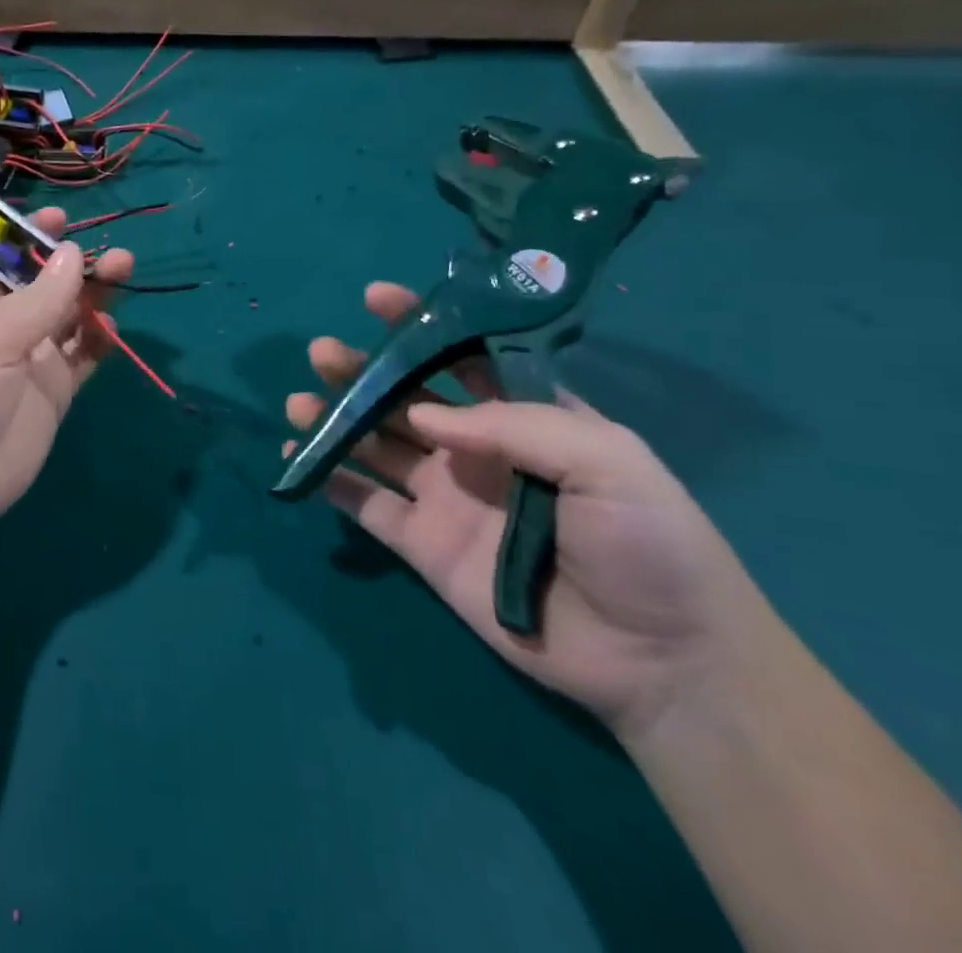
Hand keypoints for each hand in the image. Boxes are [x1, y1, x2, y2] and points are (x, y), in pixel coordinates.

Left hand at [0, 159, 132, 536]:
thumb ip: (41, 296)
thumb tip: (79, 254)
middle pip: (20, 264)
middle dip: (45, 242)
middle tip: (69, 230)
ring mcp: (23, 349)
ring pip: (62, 304)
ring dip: (90, 285)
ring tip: (123, 264)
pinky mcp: (51, 385)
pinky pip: (82, 350)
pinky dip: (100, 335)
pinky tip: (114, 324)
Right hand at [287, 282, 770, 739]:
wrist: (662, 663)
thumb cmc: (648, 544)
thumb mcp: (606, 460)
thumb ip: (512, 424)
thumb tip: (424, 414)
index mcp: (524, 418)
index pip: (463, 358)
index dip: (420, 325)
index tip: (376, 298)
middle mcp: (477, 450)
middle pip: (406, 399)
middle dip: (363, 371)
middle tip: (322, 352)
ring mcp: (446, 498)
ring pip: (376, 446)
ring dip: (336, 420)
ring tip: (298, 401)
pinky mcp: (424, 546)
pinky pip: (367, 505)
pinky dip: (332, 480)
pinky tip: (301, 456)